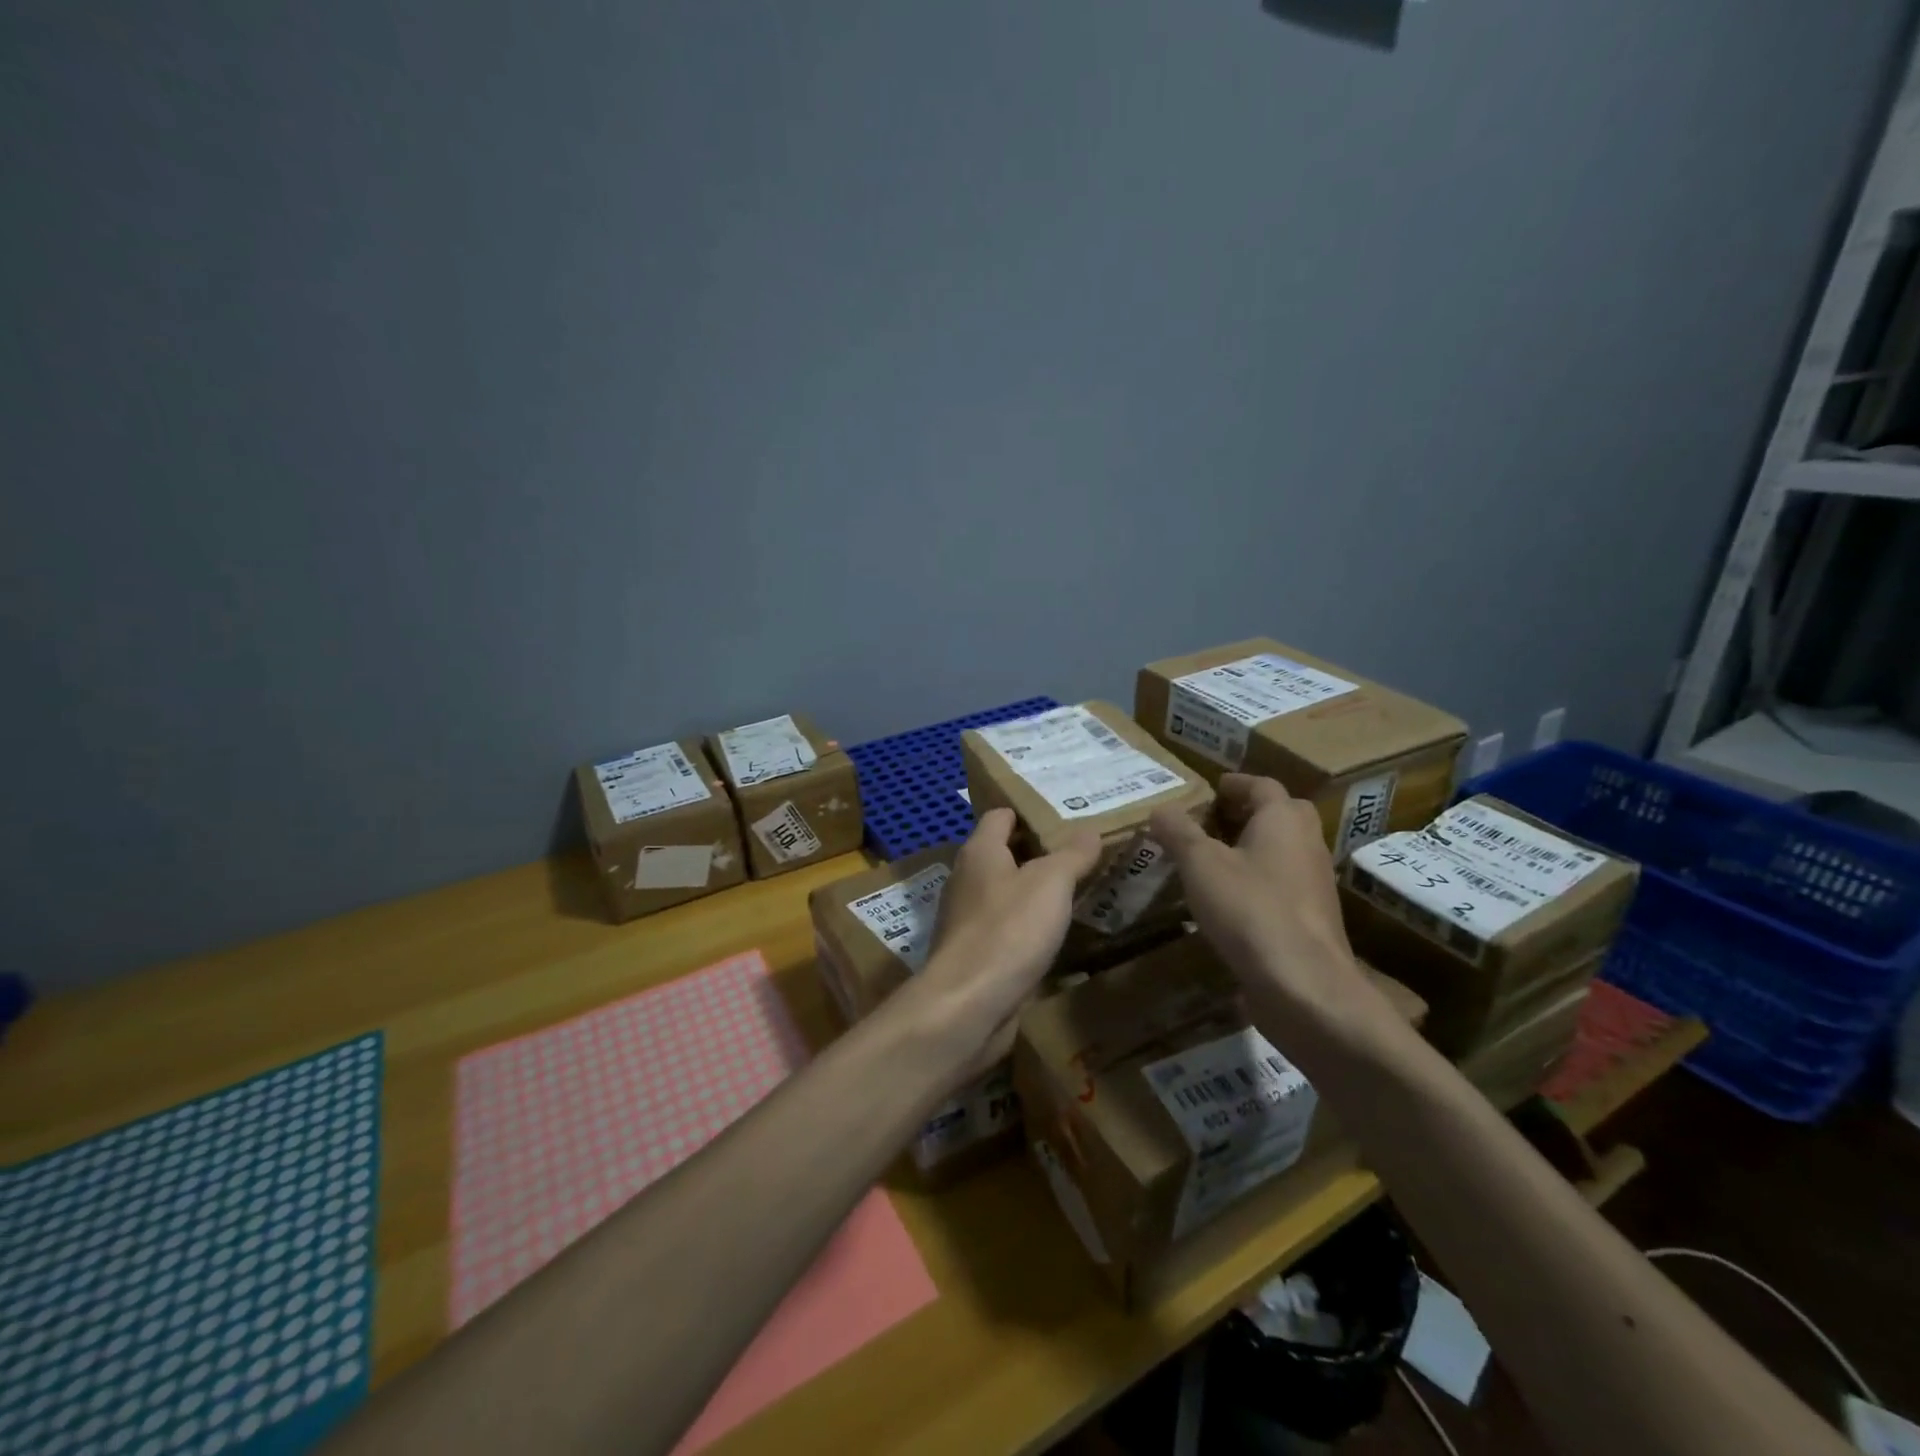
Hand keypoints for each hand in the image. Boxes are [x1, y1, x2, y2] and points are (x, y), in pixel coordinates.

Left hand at [911, 808, 1101, 1071]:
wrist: (969, 1005)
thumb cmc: (1009, 929)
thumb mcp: (1051, 883)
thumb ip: (1072, 854)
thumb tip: (1090, 829)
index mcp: (979, 852)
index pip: (1000, 816)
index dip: (1029, 813)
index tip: (1064, 816)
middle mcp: (967, 880)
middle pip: (1003, 855)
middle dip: (1038, 853)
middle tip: (1082, 853)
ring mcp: (967, 920)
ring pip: (1005, 894)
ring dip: (1035, 893)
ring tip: (1076, 892)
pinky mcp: (975, 955)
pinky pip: (1006, 930)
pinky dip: (1028, 928)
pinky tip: (1056, 936)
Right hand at [1150, 774, 1396, 1040]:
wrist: (1304, 985)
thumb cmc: (1250, 909)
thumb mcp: (1200, 864)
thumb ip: (1178, 832)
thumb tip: (1160, 809)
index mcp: (1283, 820)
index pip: (1262, 785)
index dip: (1235, 783)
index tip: (1211, 788)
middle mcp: (1307, 844)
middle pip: (1281, 814)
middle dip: (1248, 813)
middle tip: (1212, 821)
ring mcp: (1314, 884)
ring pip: (1283, 851)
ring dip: (1253, 848)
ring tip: (1213, 860)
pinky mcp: (1311, 919)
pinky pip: (1283, 886)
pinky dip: (1258, 882)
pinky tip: (1229, 901)